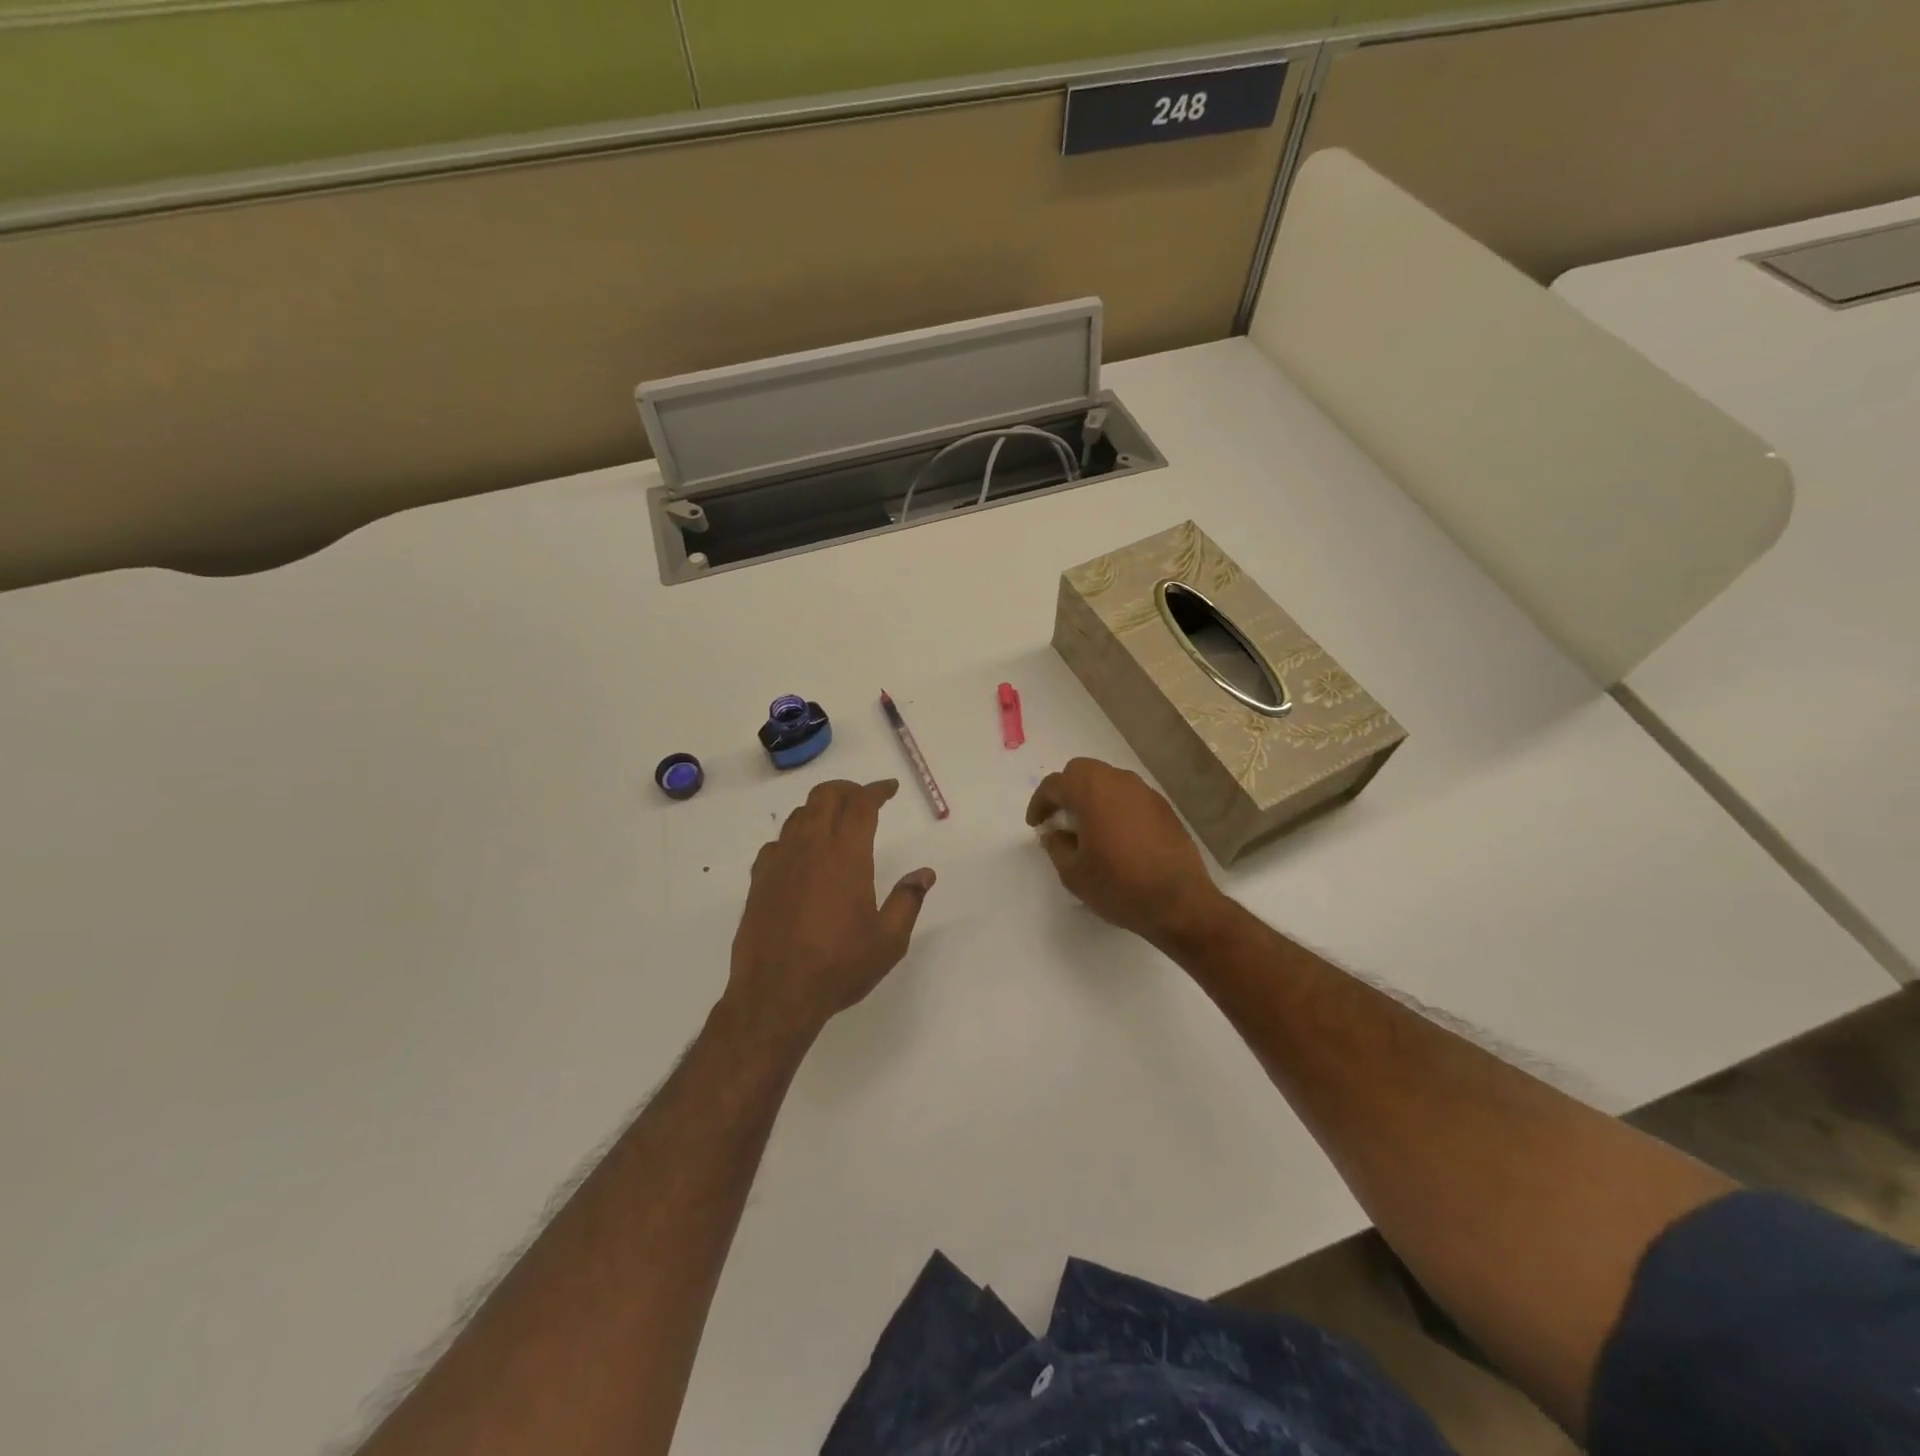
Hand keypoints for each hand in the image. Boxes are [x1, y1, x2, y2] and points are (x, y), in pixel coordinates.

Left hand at [725, 779, 935, 1043]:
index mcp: (846, 855)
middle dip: (847, 790)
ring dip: (820, 809)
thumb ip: (908, 901)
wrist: (776, 995)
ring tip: (836, 823)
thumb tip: (925, 873)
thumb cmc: (839, 966)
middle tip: (864, 799)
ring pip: (798, 816)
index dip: (876, 790)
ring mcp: (780, 862)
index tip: (889, 789)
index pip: (861, 805)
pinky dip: (794, 838)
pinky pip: (777, 843)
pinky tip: (802, 856)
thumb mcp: (888, 940)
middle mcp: (811, 848)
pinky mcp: (759, 881)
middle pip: (825, 797)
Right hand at [1026, 757, 1225, 949]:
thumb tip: (1054, 833)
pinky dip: (1116, 806)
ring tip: (1088, 827)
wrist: (1179, 902)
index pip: (1055, 784)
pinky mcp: (1164, 808)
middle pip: (1082, 771)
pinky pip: (1130, 796)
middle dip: (1066, 790)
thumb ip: (1056, 846)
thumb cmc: (1119, 885)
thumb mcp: (1073, 873)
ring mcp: (1145, 792)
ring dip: (1092, 796)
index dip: (1039, 803)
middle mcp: (1118, 781)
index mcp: (1090, 791)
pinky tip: (1116, 835)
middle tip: (1060, 818)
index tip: (1036, 824)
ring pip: (1109, 780)